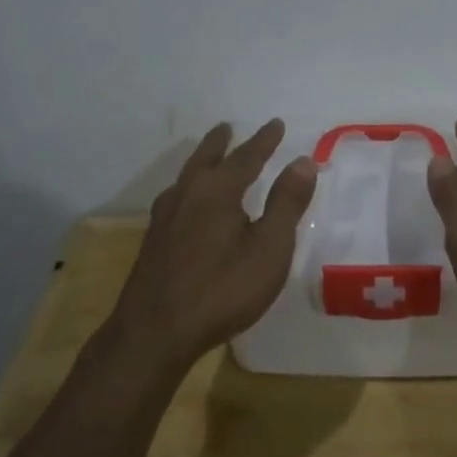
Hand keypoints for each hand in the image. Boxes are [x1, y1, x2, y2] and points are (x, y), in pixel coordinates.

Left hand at [109, 120, 316, 363]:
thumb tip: (303, 161)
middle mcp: (187, 195)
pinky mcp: (153, 242)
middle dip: (221, 144)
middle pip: (206, 159)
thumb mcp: (269, 248)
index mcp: (217, 191)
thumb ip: (286, 203)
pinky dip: (188, 188)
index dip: (264, 141)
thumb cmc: (223, 289)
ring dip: (201, 162)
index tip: (276, 124)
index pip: (246, 157)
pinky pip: (175, 199)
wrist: (155, 332)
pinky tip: (186, 205)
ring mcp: (164, 219)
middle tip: (227, 128)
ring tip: (207, 159)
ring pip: (186, 178)